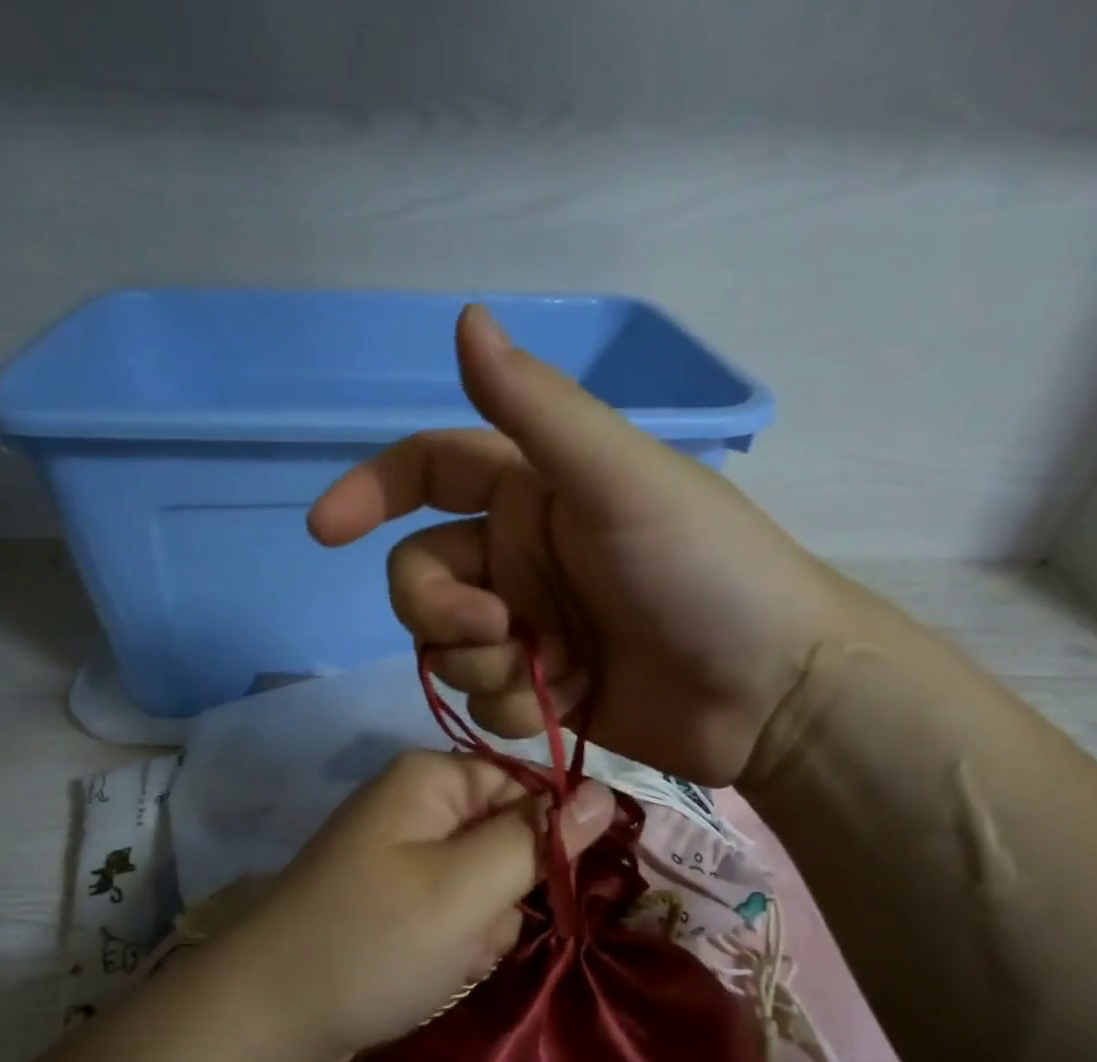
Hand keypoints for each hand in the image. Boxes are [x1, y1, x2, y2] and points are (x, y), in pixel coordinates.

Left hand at [225, 750, 613, 1061]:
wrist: (268, 1017)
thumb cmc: (375, 939)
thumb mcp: (469, 887)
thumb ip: (540, 838)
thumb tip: (604, 791)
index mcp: (430, 779)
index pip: (527, 788)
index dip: (548, 838)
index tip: (554, 890)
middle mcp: (414, 807)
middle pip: (506, 839)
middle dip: (505, 895)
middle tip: (474, 931)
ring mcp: (399, 857)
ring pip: (484, 885)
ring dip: (481, 929)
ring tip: (447, 958)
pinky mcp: (391, 902)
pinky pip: (453, 913)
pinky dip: (454, 945)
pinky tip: (431, 972)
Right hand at [308, 304, 861, 786]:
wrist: (769, 691)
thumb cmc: (706, 573)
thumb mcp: (621, 481)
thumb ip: (539, 410)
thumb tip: (464, 318)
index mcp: (531, 494)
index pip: (426, 472)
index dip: (369, 491)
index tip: (327, 531)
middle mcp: (519, 558)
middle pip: (420, 579)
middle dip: (441, 611)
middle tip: (500, 631)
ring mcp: (530, 629)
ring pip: (447, 649)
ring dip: (484, 667)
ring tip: (554, 672)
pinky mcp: (542, 690)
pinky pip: (484, 701)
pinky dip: (516, 708)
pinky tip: (570, 704)